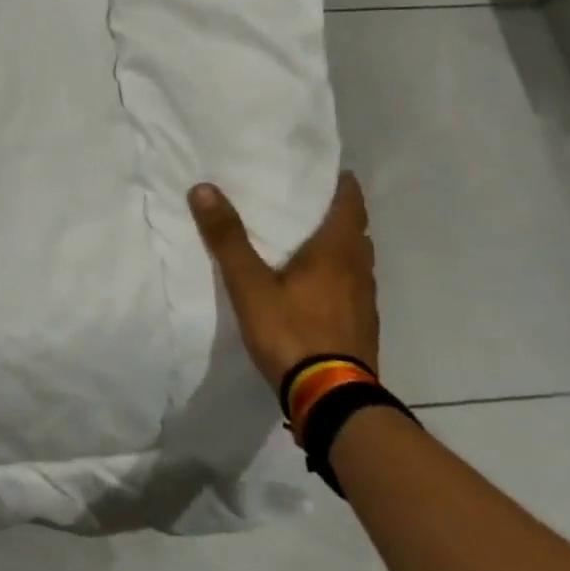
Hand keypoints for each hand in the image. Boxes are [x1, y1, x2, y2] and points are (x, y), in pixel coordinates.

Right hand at [188, 173, 378, 392]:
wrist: (331, 398)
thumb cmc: (291, 332)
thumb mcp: (249, 284)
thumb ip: (227, 238)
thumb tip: (204, 188)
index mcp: (337, 252)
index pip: (350, 204)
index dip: (342, 186)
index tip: (330, 171)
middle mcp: (359, 271)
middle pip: (357, 232)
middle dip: (339, 215)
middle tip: (311, 205)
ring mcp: (365, 302)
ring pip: (358, 262)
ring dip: (341, 248)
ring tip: (312, 244)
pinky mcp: (362, 328)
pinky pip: (354, 289)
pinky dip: (339, 278)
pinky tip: (318, 291)